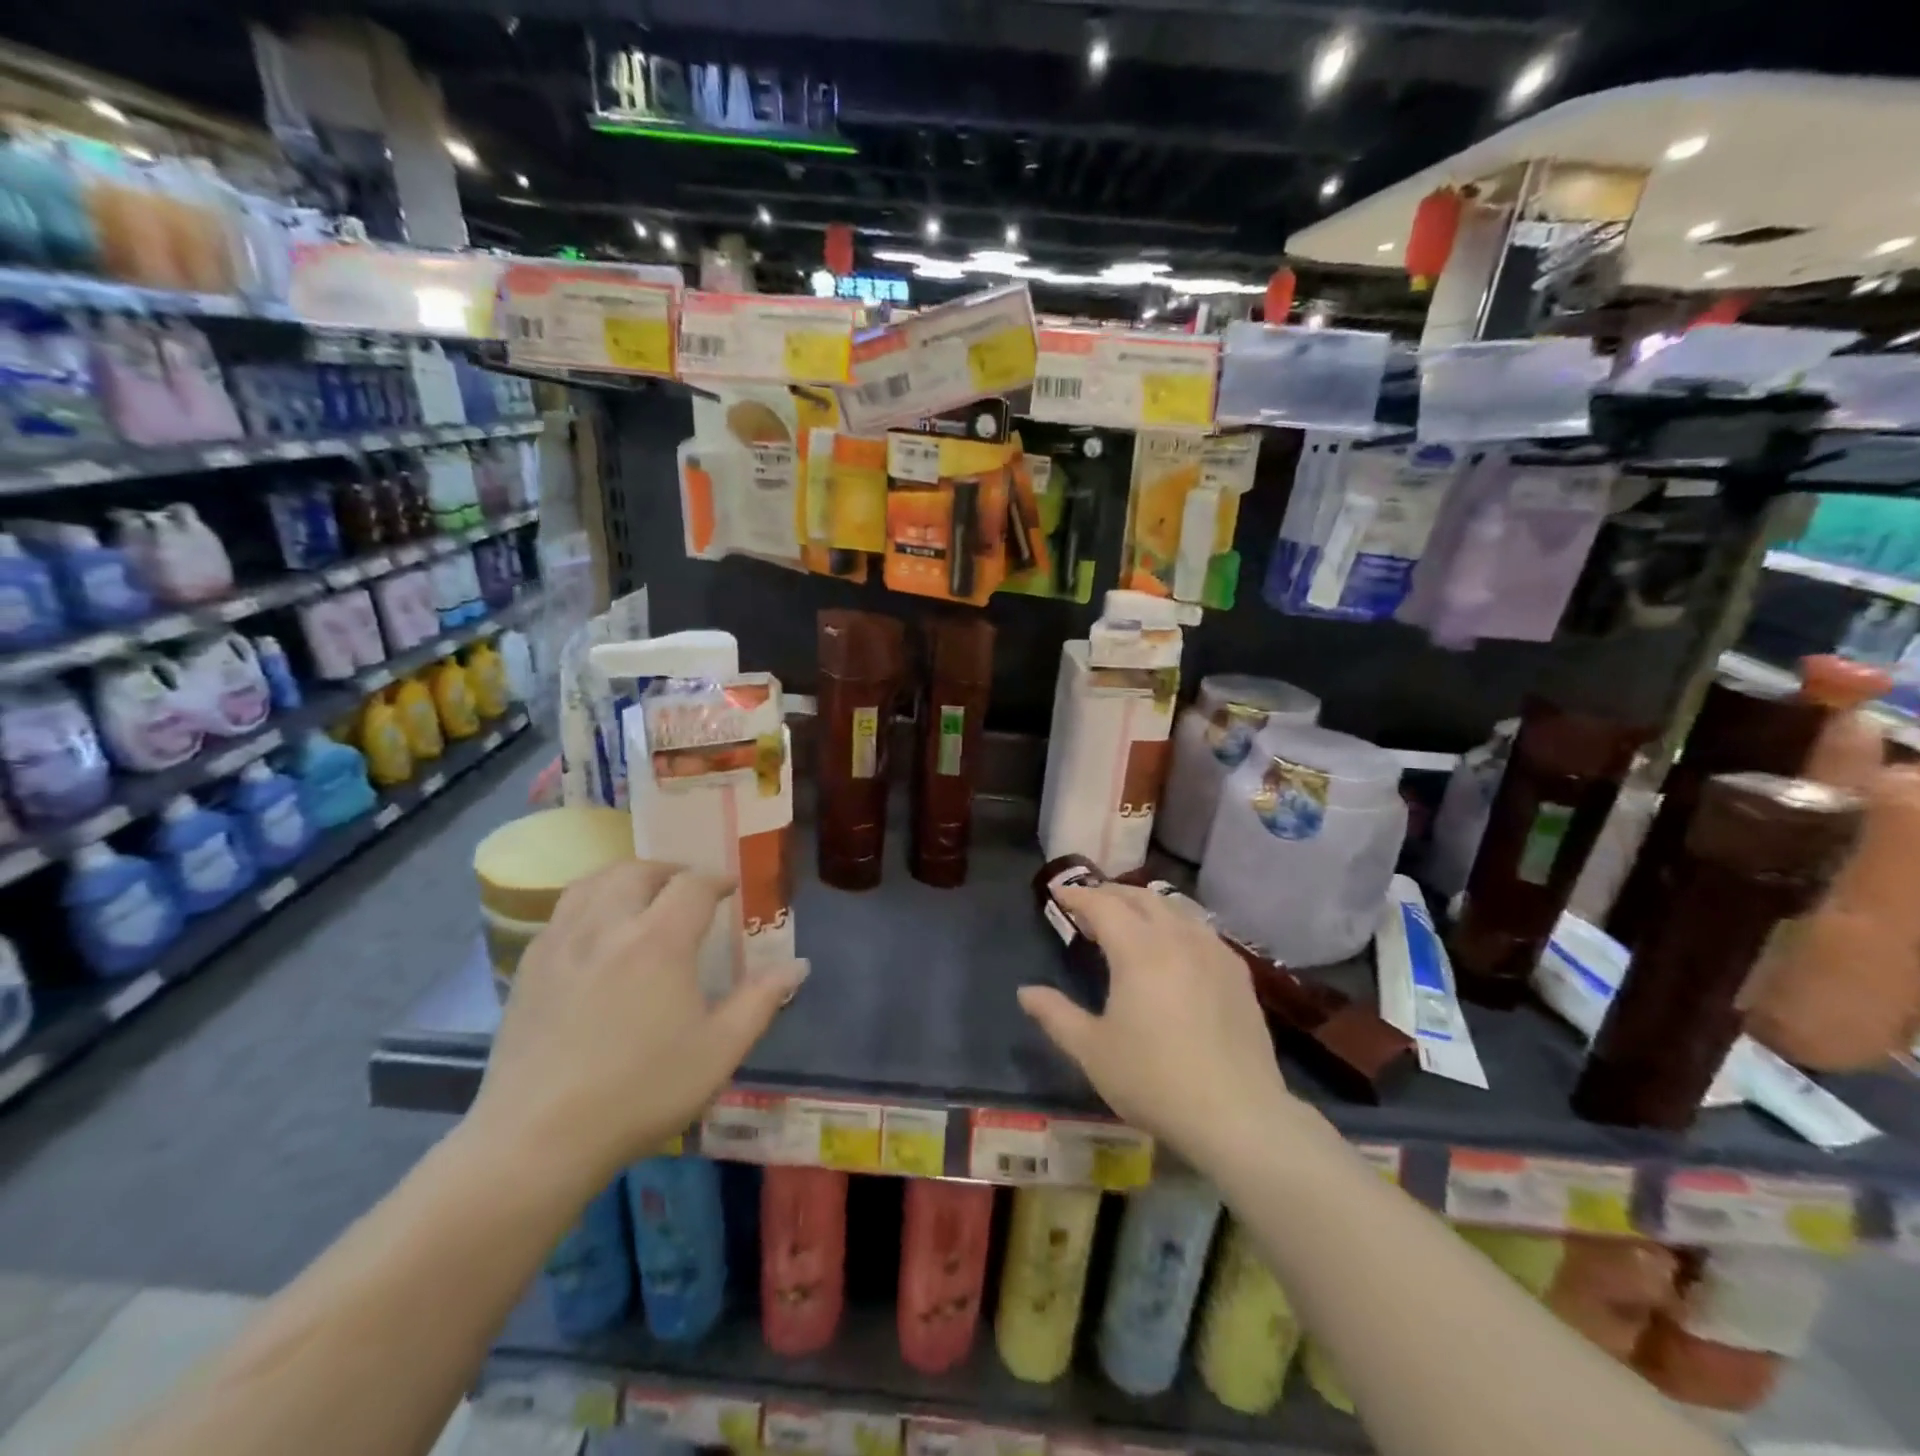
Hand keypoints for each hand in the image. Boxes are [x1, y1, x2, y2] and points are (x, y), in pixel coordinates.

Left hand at [469, 860, 803, 1191]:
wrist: (537, 1140)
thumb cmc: (641, 1092)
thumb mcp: (719, 1051)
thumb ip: (760, 1001)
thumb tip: (797, 966)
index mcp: (659, 940)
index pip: (693, 885)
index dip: (717, 880)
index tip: (731, 888)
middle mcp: (607, 926)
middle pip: (638, 871)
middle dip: (670, 872)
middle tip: (688, 889)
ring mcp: (560, 944)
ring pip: (593, 883)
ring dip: (625, 878)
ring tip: (641, 896)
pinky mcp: (528, 969)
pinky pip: (561, 912)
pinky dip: (588, 903)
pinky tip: (596, 933)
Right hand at [1018, 883, 1297, 1164]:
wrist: (1238, 1116)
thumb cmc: (1154, 1080)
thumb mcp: (1092, 1051)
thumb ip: (1055, 1015)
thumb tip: (1025, 992)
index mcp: (1139, 949)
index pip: (1103, 905)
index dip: (1078, 895)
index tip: (1059, 893)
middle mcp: (1177, 937)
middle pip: (1141, 897)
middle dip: (1111, 893)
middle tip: (1089, 903)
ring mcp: (1214, 951)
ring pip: (1175, 908)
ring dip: (1145, 904)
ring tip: (1129, 917)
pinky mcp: (1237, 972)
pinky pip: (1200, 929)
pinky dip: (1176, 922)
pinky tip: (1174, 944)